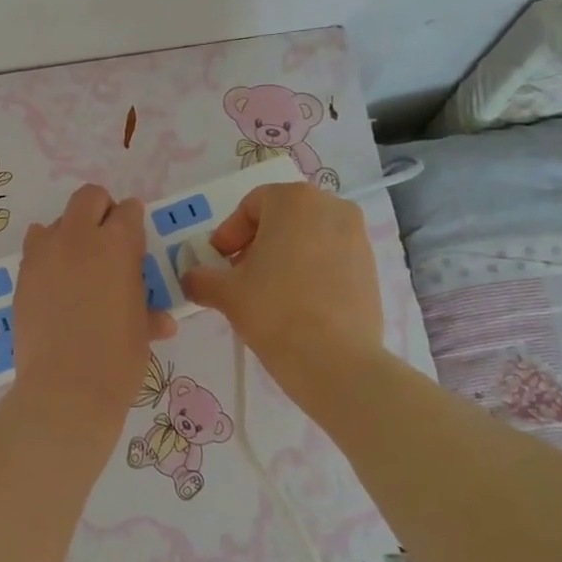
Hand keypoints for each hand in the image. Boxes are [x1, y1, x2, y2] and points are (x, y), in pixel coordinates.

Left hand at [12, 184, 175, 426]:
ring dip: (70, 233)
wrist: (66, 388)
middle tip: (108, 240)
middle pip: (89, 197)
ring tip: (78, 265)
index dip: (134, 223)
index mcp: (117, 245)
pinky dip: (47, 257)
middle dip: (101, 210)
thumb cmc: (117, 358)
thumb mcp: (141, 330)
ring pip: (56, 221)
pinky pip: (35, 249)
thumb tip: (162, 320)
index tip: (135, 243)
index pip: (129, 211)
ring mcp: (45, 254)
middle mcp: (79, 238)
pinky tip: (56, 285)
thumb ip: (148, 311)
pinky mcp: (22, 276)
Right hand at [180, 183, 382, 379]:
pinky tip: (297, 302)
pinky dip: (310, 270)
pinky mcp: (371, 266)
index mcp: (294, 200)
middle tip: (239, 275)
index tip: (218, 262)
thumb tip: (191, 279)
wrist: (336, 360)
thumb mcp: (226, 293)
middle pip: (282, 217)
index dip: (229, 233)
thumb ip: (201, 278)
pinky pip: (330, 257)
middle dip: (257, 243)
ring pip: (308, 236)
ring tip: (268, 291)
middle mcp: (331, 207)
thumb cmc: (275, 311)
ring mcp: (356, 236)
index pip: (251, 206)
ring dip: (284, 256)